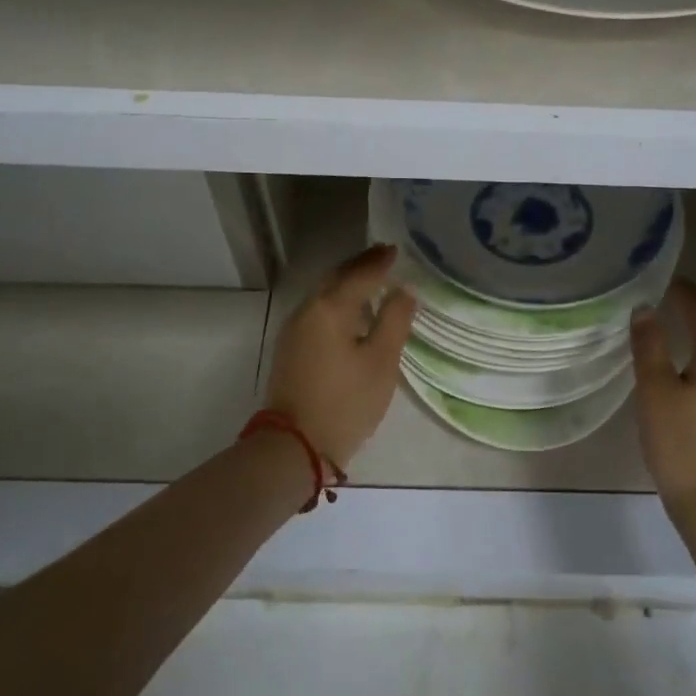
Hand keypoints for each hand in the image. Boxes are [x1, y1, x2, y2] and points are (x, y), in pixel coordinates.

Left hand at [264, 243, 416, 466]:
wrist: (294, 446)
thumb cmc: (345, 402)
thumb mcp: (381, 362)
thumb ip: (394, 321)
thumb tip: (404, 290)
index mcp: (329, 308)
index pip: (359, 274)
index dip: (379, 262)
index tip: (395, 250)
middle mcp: (307, 310)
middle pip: (335, 278)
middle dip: (360, 266)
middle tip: (384, 258)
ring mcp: (294, 330)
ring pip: (324, 295)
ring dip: (347, 284)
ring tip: (372, 281)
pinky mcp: (291, 349)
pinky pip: (317, 311)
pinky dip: (337, 302)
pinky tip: (352, 312)